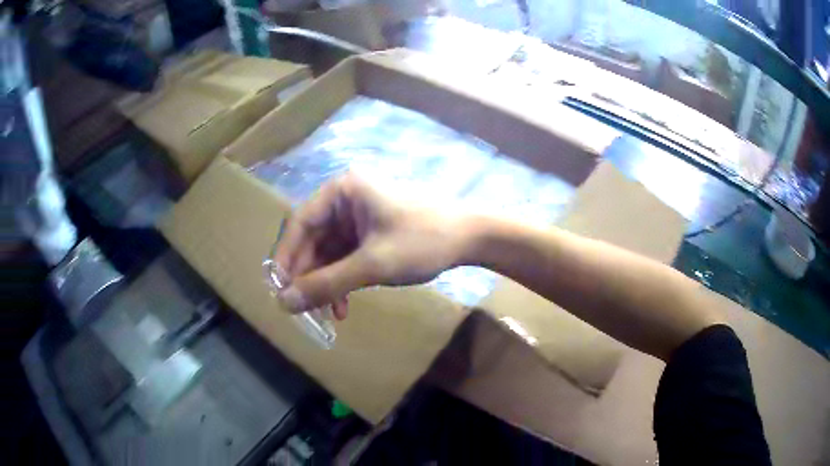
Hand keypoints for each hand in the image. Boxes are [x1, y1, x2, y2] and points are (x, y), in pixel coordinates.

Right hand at [273, 173, 469, 318]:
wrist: (471, 239)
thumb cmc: (421, 242)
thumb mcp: (370, 265)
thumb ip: (326, 284)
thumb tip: (284, 303)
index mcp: (342, 191)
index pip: (299, 223)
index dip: (286, 258)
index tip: (278, 288)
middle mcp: (346, 199)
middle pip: (313, 240)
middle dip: (309, 277)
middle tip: (302, 309)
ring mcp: (359, 216)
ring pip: (329, 252)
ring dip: (326, 283)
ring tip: (326, 313)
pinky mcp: (371, 232)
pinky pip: (346, 256)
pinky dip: (343, 280)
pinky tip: (344, 305)